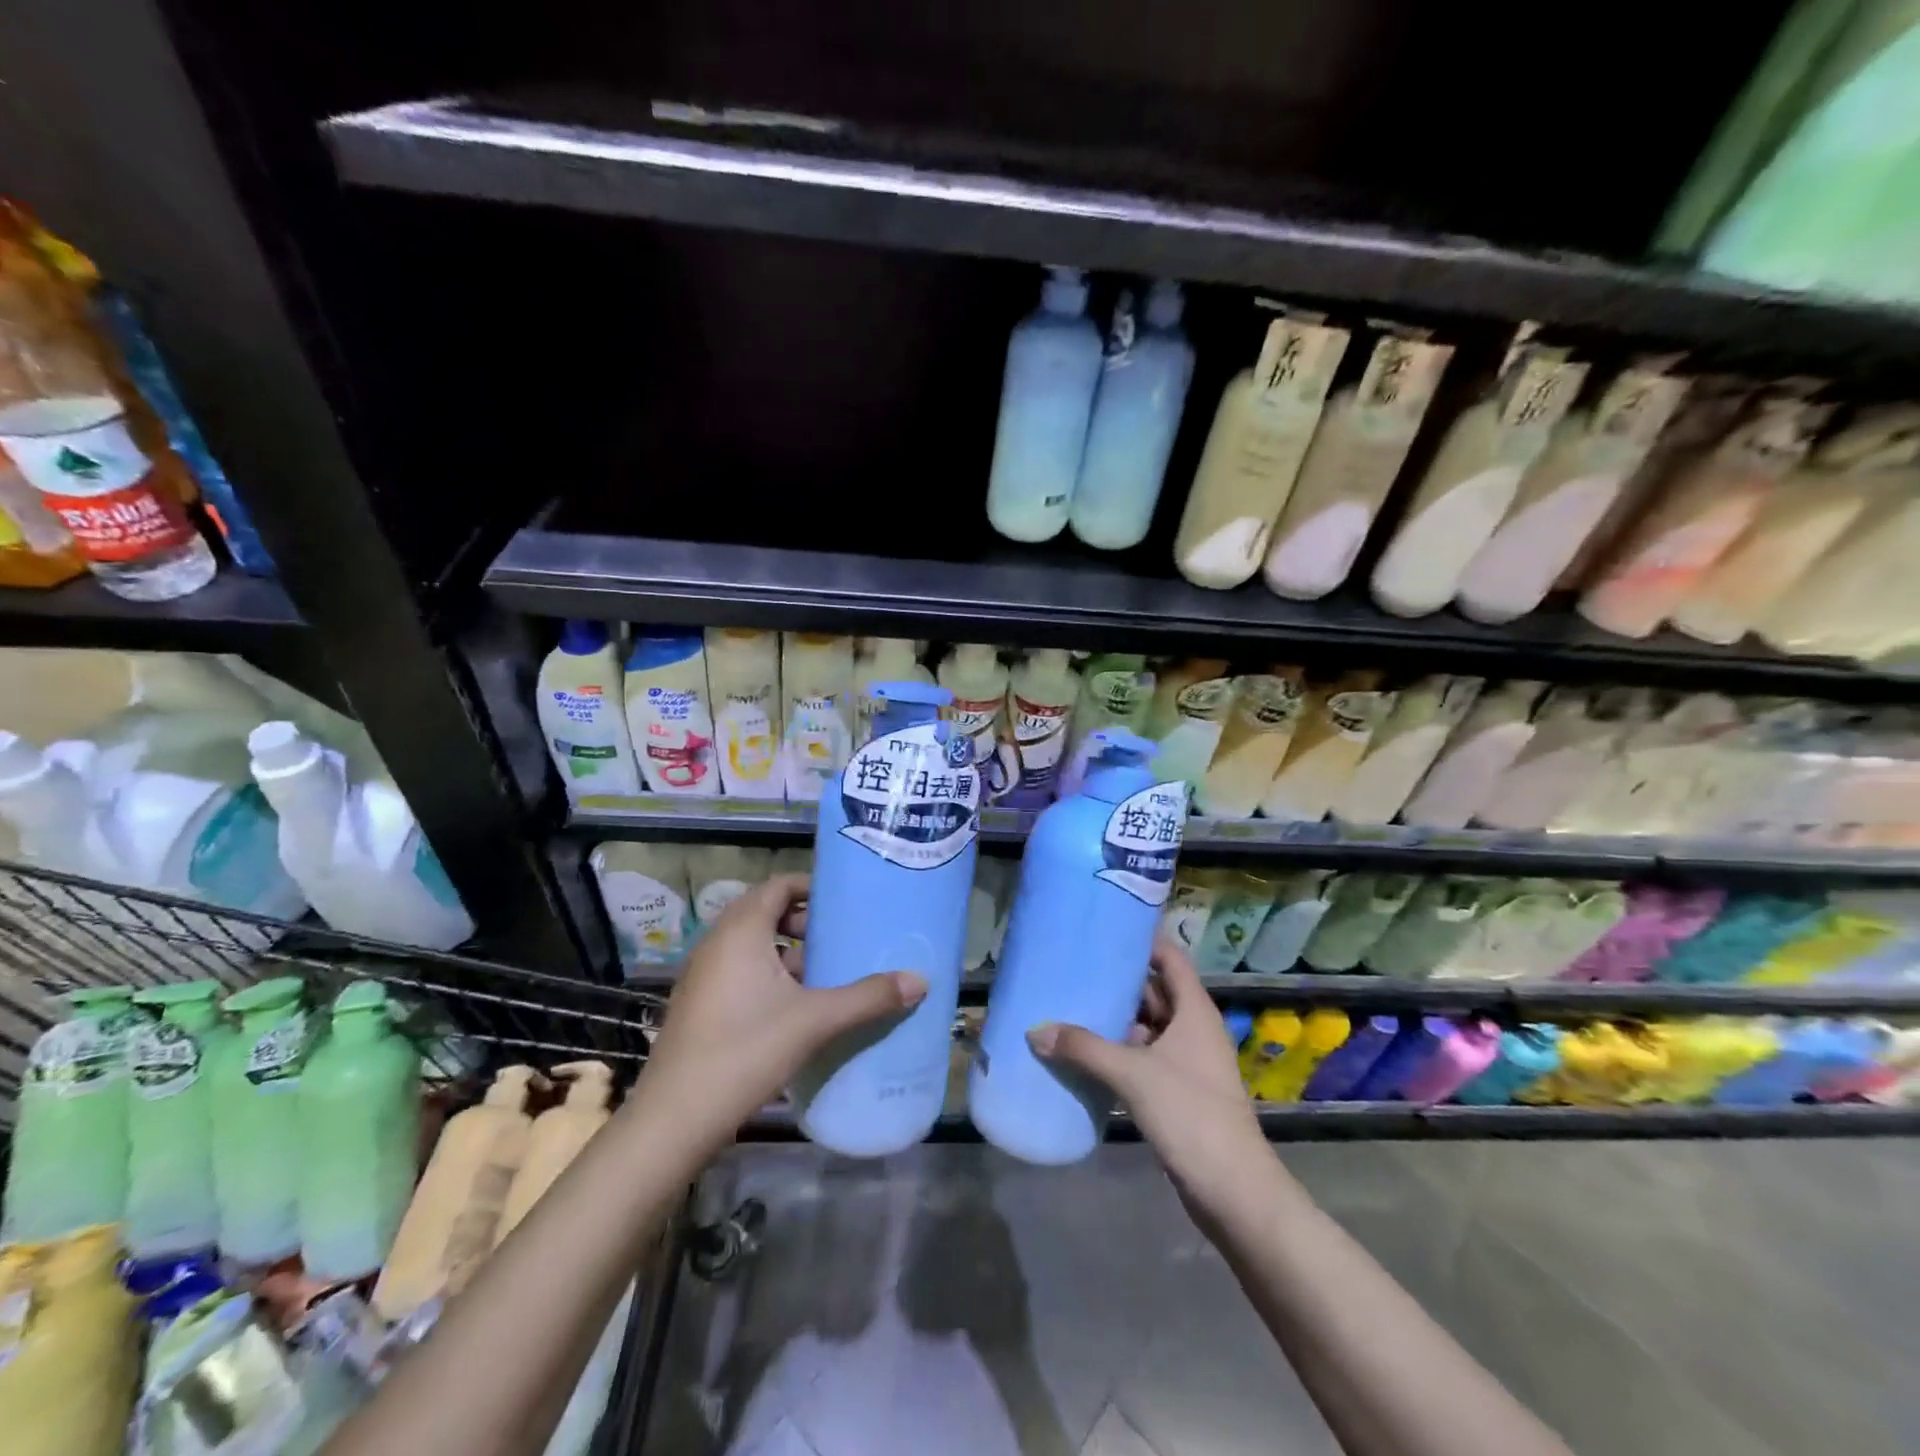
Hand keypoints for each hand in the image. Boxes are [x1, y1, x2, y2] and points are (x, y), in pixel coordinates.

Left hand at [635, 874, 925, 1152]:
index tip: (846, 900)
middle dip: (806, 921)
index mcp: (740, 931)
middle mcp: (718, 943)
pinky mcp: (702, 1004)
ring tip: (829, 971)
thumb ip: (868, 997)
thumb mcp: (814, 1021)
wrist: (675, 1119)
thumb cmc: (744, 1051)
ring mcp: (705, 975)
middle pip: (766, 912)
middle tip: (843, 936)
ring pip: (754, 945)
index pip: (778, 885)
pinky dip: (771, 975)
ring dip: (790, 952)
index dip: (812, 887)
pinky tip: (799, 1006)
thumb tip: (921, 980)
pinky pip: (742, 971)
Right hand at [1028, 938, 1265, 1210]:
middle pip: (1155, 992)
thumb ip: (1084, 1048)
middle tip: (1077, 967)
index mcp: (1194, 1011)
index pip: (1170, 958)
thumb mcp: (1132, 1074)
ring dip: (1117, 1021)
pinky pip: (1145, 1059)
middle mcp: (1194, 1029)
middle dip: (1119, 982)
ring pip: (1148, 1028)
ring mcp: (1189, 1063)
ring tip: (1073, 1006)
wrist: (1234, 1191)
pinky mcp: (1180, 1093)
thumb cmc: (1190, 1114)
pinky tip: (1087, 1055)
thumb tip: (1036, 1030)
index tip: (1107, 929)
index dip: (1143, 941)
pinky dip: (1120, 1053)